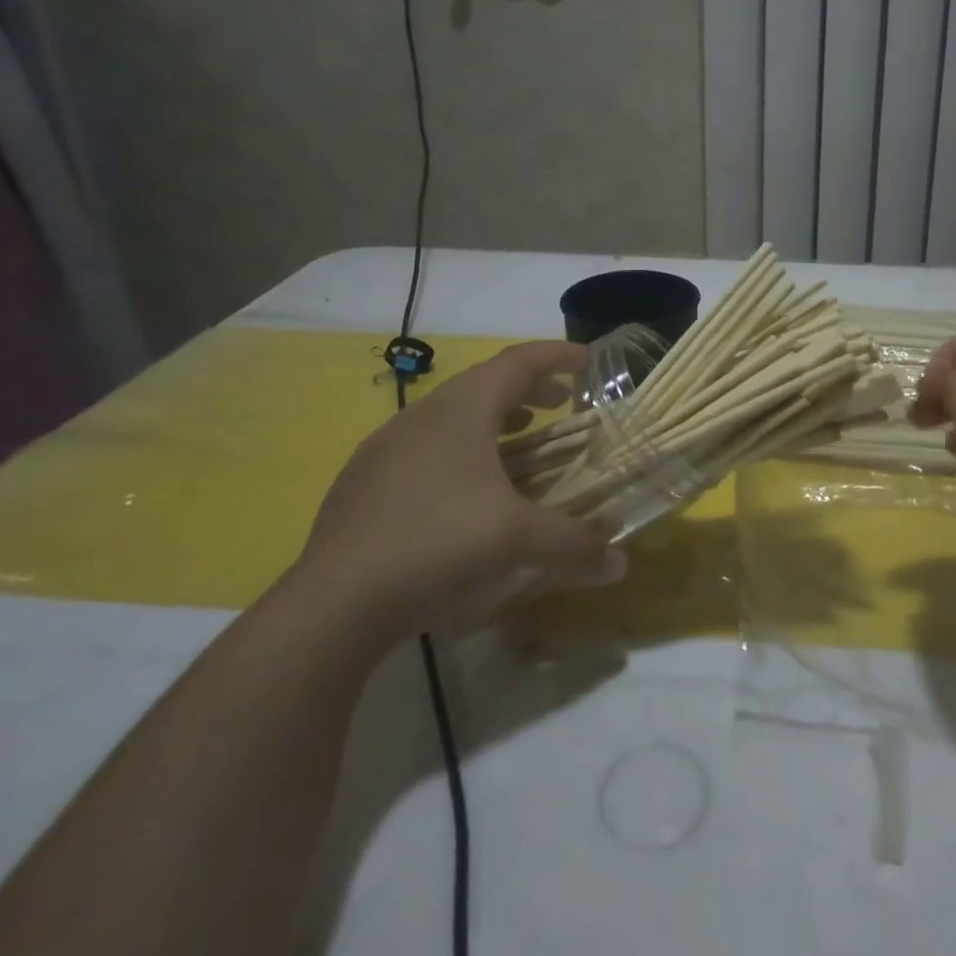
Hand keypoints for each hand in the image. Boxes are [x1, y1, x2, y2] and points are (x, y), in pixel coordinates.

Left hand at [294, 341, 625, 647]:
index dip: (556, 355)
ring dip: (493, 418)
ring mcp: (386, 445)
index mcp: (461, 410)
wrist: (334, 599)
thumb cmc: (437, 544)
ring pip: (451, 413)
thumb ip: (575, 545)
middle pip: (485, 382)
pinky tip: (464, 488)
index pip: (518, 361)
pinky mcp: (364, 479)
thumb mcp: (517, 541)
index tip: (587, 360)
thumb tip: (621, 564)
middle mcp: (422, 414)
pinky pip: (424, 444)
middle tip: (560, 402)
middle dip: (528, 388)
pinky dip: (459, 447)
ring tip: (520, 438)